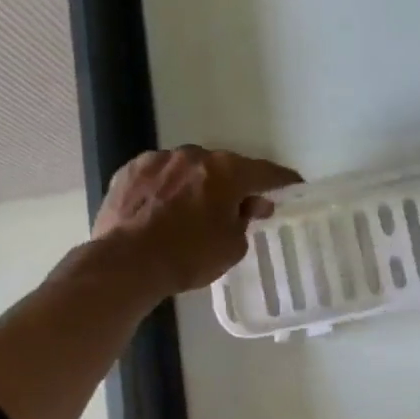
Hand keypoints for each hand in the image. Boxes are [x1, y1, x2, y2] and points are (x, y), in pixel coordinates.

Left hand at [93, 146, 301, 297]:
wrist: (126, 263)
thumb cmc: (188, 256)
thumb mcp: (232, 246)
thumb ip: (246, 219)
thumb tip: (250, 205)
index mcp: (227, 171)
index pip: (266, 173)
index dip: (282, 181)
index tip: (293, 186)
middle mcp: (195, 156)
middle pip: (224, 167)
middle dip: (234, 184)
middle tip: (238, 207)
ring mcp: (160, 159)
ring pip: (189, 168)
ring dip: (197, 183)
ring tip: (193, 210)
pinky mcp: (130, 170)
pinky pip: (160, 175)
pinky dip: (167, 187)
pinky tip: (163, 208)